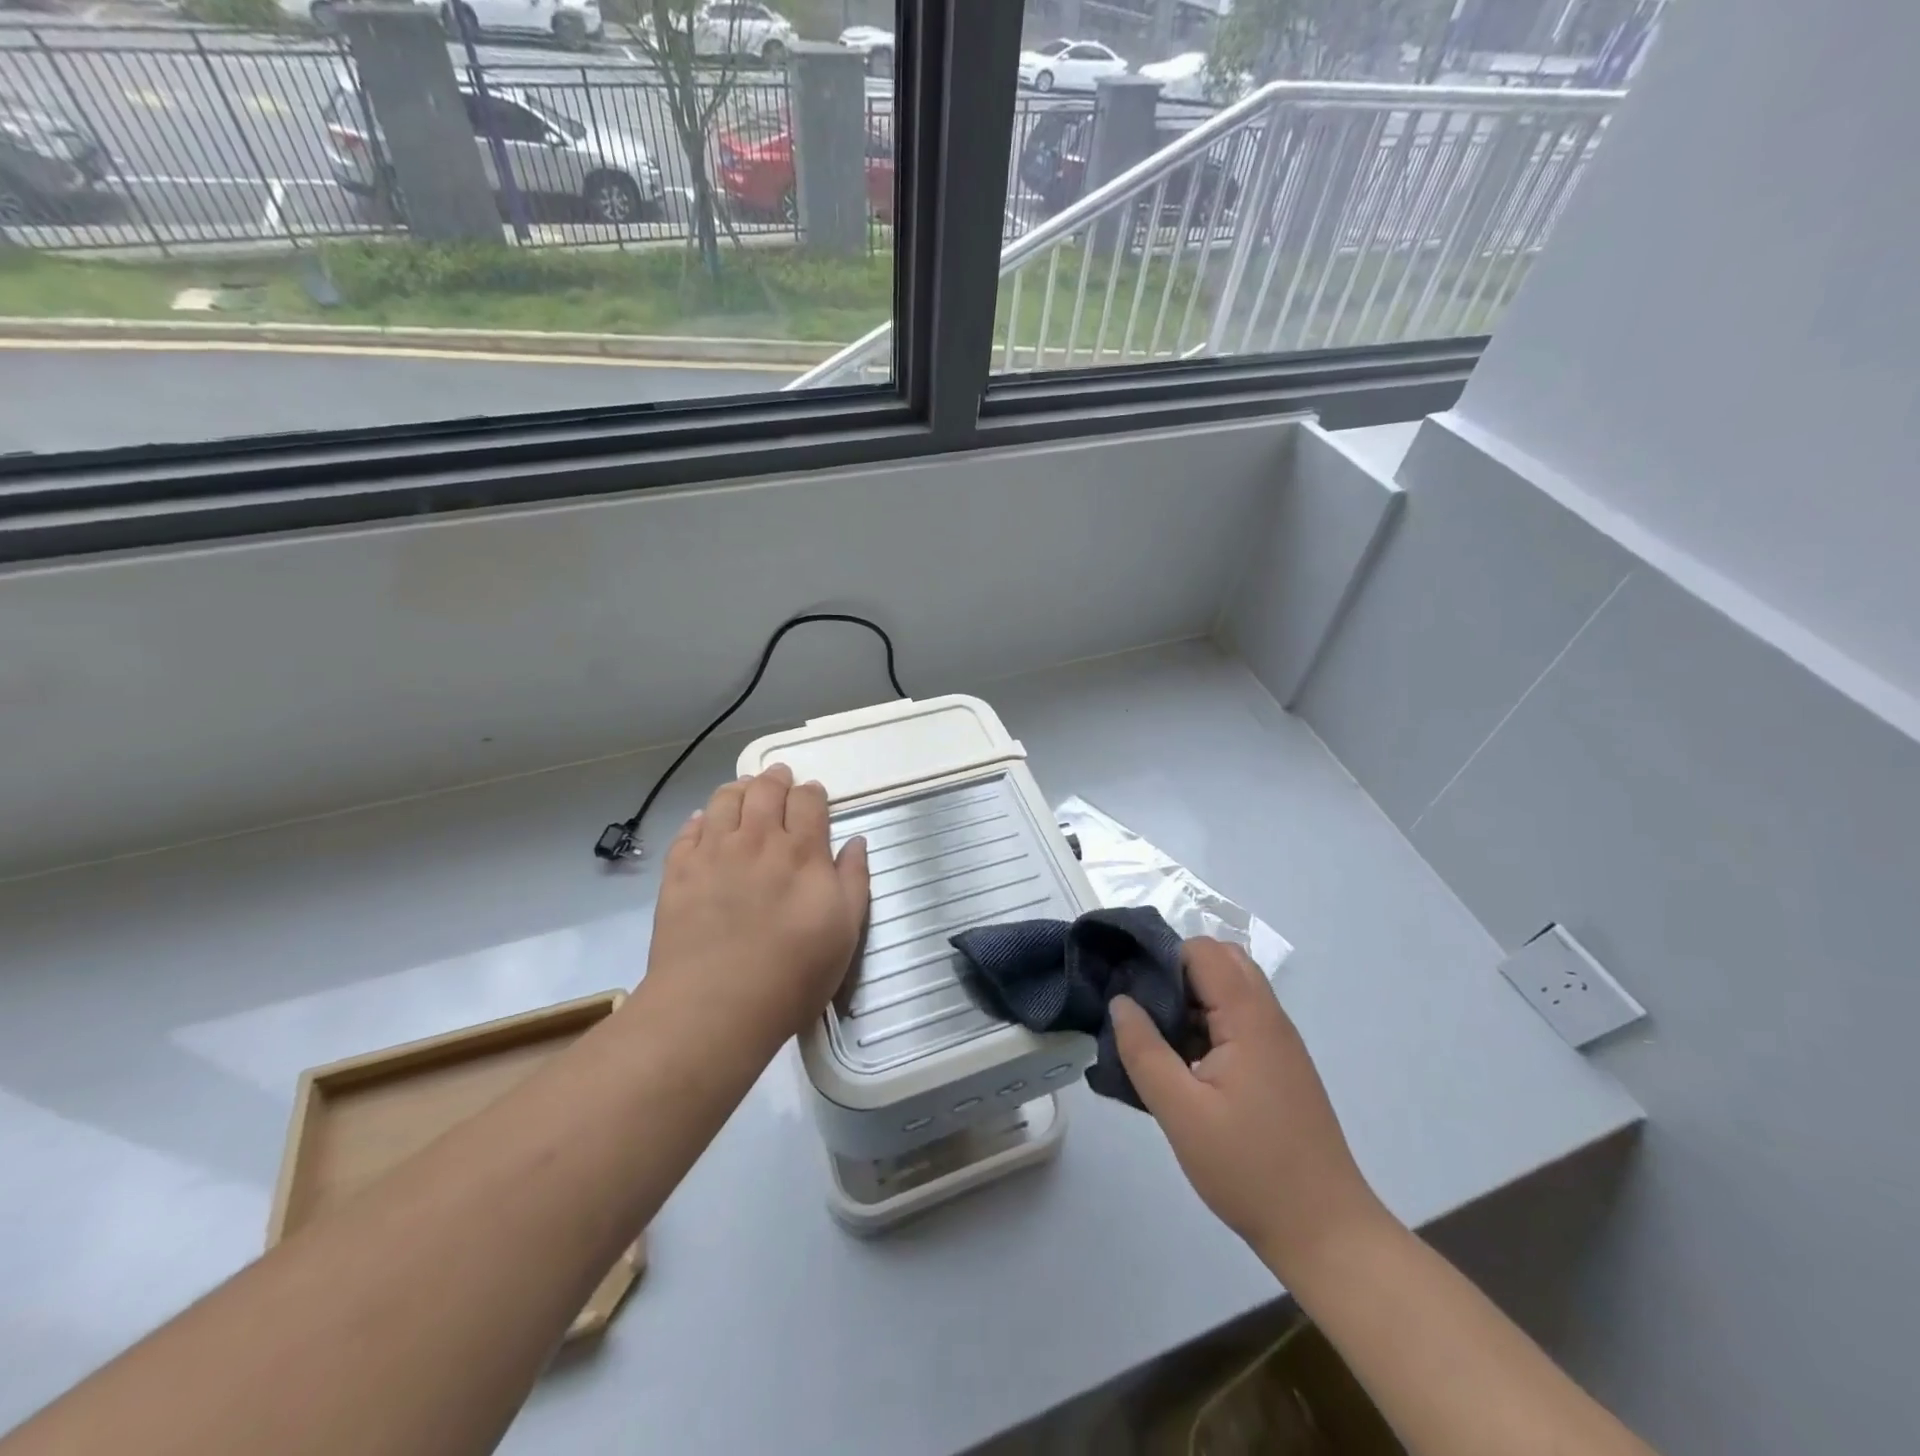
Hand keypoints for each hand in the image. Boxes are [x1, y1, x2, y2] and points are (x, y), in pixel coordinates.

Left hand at [642, 764, 870, 1056]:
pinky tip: (704, 822)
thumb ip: (854, 879)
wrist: (716, 1004)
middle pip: (766, 790)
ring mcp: (714, 852)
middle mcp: (758, 840)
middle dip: (775, 779)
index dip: (811, 792)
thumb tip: (856, 841)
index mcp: (803, 851)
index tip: (812, 794)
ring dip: (738, 789)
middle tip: (778, 776)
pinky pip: (689, 829)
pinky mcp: (679, 871)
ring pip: (725, 800)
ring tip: (743, 789)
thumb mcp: (845, 930)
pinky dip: (700, 818)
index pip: (808, 801)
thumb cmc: (793, 973)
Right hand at [1111, 938, 1387, 1279]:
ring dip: (1190, 1001)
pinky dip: (1206, 1025)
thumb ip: (1143, 1050)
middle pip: (1220, 961)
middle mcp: (1269, 1017)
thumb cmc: (1249, 1169)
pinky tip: (1181, 1065)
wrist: (1326, 1234)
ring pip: (1229, 991)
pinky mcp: (1278, 1067)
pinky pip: (1237, 1021)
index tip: (1127, 986)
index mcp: (1249, 1017)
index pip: (1202, 950)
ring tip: (1154, 1038)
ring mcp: (1278, 1043)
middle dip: (1175, 972)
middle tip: (1141, 1008)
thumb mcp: (1180, 1112)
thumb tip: (1120, 1001)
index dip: (1162, 957)